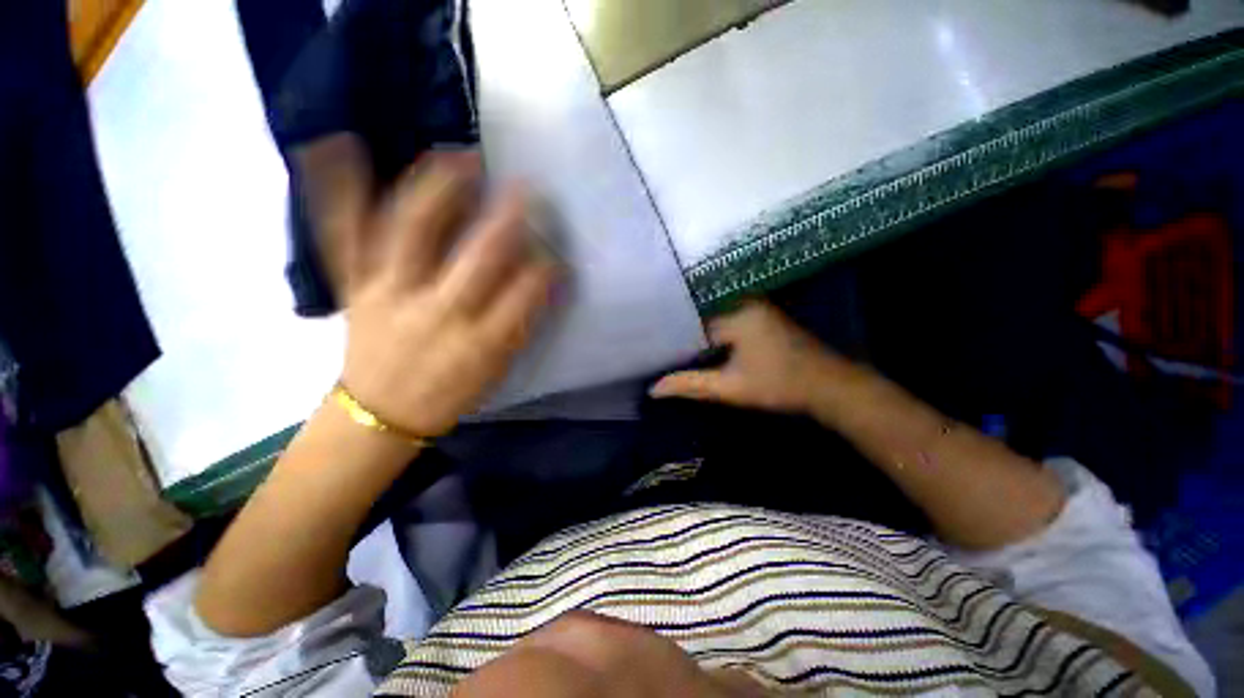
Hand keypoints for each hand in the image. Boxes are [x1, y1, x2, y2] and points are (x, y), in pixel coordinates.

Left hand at [328, 139, 559, 437]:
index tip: (557, 254)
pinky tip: (338, 144)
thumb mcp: (497, 368)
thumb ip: (520, 322)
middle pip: (479, 256)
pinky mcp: (357, 285)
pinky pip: (347, 234)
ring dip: (439, 189)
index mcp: (481, 342)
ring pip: (412, 230)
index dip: (547, 268)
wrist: (380, 414)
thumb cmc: (449, 394)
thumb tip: (542, 278)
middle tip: (523, 188)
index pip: (526, 292)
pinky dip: (340, 189)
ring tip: (458, 157)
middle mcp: (439, 312)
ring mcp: (390, 293)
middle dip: (507, 218)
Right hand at [650, 301, 848, 413]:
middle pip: (700, 315)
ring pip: (712, 317)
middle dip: (680, 332)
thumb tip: (653, 389)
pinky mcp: (761, 316)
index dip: (669, 333)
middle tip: (654, 344)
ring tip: (668, 344)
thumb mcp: (730, 388)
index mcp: (735, 313)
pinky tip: (697, 345)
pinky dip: (711, 333)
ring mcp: (755, 307)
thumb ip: (690, 385)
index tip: (648, 343)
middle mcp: (743, 302)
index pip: (689, 318)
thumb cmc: (779, 385)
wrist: (830, 387)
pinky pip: (726, 319)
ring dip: (695, 332)